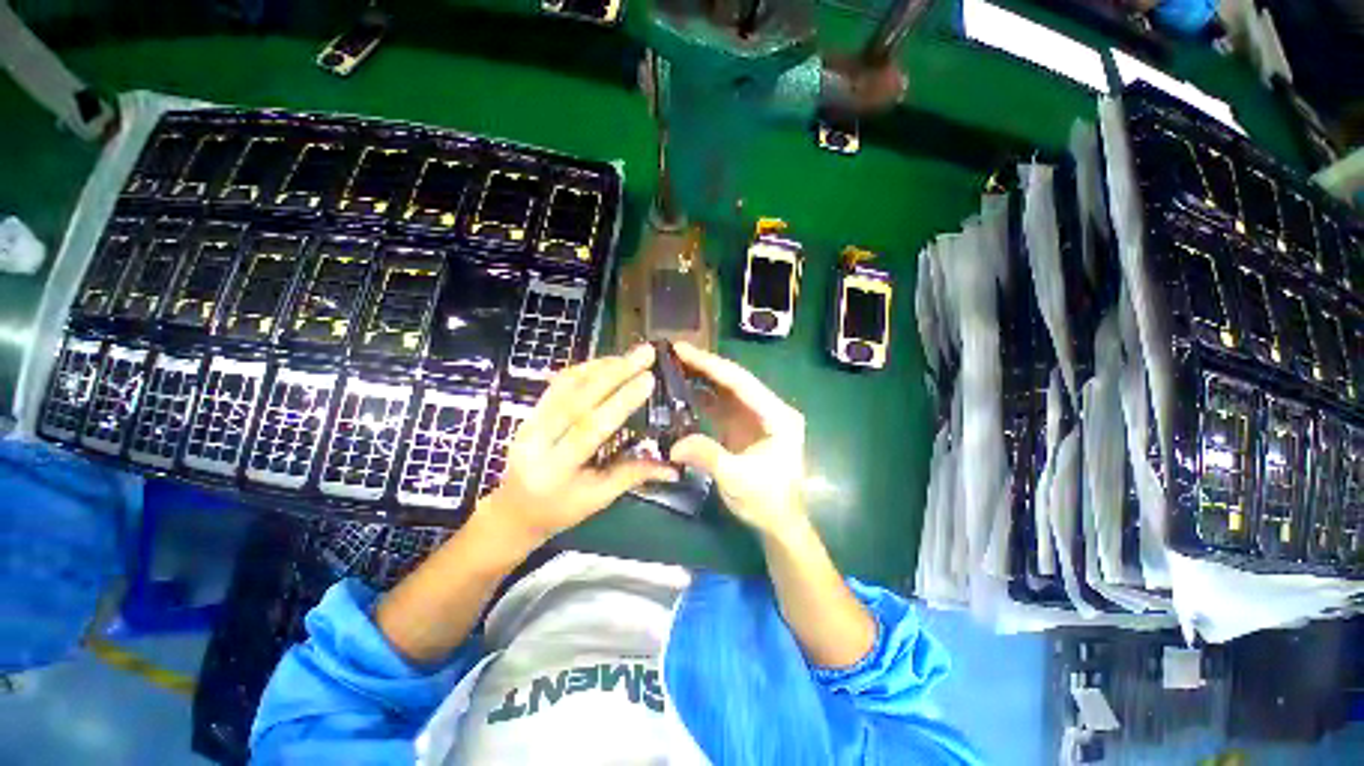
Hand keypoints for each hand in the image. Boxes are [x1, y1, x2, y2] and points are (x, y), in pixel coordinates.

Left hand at [479, 345, 677, 551]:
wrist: (514, 510)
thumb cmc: (560, 510)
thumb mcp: (598, 499)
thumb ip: (633, 475)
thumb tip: (673, 466)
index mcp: (554, 470)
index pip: (590, 428)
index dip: (621, 401)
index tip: (648, 379)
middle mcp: (536, 440)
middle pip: (576, 398)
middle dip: (614, 372)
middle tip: (644, 354)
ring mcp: (528, 422)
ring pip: (565, 385)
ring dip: (601, 366)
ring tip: (630, 355)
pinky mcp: (530, 411)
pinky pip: (558, 384)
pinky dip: (584, 369)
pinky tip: (606, 363)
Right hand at [668, 343, 806, 536]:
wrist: (779, 523)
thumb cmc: (767, 501)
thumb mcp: (737, 479)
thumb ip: (708, 456)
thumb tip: (673, 445)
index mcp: (777, 416)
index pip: (741, 382)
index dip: (711, 364)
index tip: (683, 349)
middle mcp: (769, 409)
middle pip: (733, 381)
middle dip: (704, 366)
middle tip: (673, 352)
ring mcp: (756, 417)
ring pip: (726, 390)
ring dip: (702, 377)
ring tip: (673, 365)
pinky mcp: (743, 426)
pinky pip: (720, 406)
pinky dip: (702, 397)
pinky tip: (682, 390)